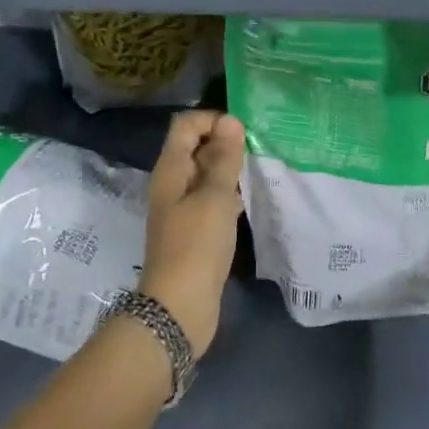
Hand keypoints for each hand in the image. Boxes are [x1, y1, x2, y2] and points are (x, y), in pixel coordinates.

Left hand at [141, 111, 245, 355]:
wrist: (179, 307)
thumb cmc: (196, 246)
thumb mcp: (214, 197)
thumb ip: (223, 158)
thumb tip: (230, 120)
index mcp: (171, 170)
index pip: (186, 125)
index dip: (213, 120)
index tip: (243, 132)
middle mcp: (173, 184)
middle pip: (195, 147)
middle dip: (224, 142)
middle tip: (257, 150)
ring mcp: (182, 208)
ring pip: (206, 174)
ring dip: (229, 168)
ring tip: (258, 170)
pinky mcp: (194, 230)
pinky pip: (211, 199)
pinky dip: (229, 193)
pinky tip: (249, 200)